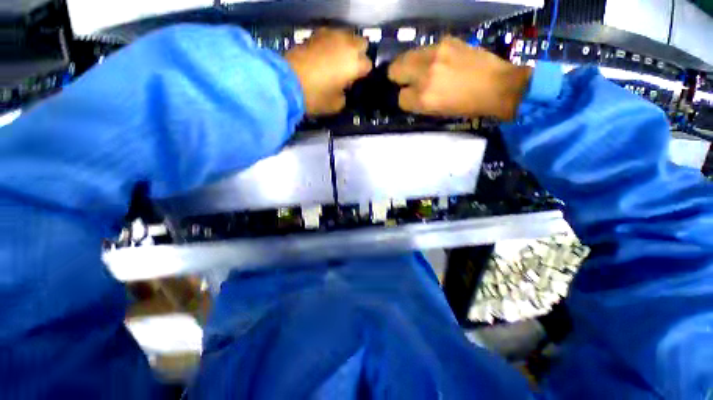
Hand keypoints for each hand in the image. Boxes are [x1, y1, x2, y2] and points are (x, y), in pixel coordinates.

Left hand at [285, 29, 371, 115]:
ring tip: (337, 61)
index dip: (363, 74)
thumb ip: (345, 96)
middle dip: (359, 55)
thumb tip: (344, 88)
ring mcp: (330, 36)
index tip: (355, 82)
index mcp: (354, 64)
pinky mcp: (315, 34)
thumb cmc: (316, 96)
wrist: (286, 82)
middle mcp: (346, 45)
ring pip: (346, 36)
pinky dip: (332, 44)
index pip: (368, 65)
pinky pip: (331, 36)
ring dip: (346, 47)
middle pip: (361, 44)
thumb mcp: (336, 105)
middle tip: (350, 69)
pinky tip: (325, 56)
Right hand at [388, 37, 531, 120]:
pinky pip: (424, 49)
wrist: (497, 85)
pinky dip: (425, 56)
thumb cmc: (467, 106)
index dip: (405, 99)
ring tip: (420, 69)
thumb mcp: (437, 112)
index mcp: (424, 98)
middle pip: (395, 70)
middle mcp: (425, 75)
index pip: (400, 98)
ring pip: (406, 56)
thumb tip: (408, 94)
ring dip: (409, 64)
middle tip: (406, 79)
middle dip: (398, 76)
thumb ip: (419, 103)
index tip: (412, 97)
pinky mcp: (445, 41)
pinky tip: (436, 61)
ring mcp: (435, 54)